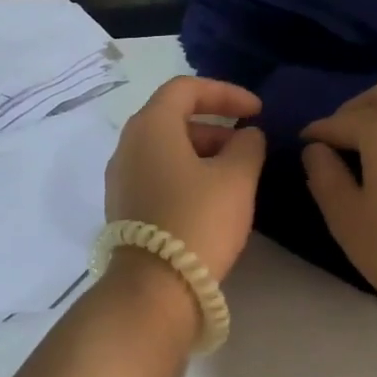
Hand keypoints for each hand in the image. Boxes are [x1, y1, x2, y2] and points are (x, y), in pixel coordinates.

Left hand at [106, 77, 266, 282]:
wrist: (155, 286)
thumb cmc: (198, 221)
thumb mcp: (237, 178)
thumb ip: (248, 145)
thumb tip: (247, 136)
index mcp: (150, 127)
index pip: (185, 89)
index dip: (225, 93)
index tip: (256, 111)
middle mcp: (127, 146)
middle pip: (172, 119)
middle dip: (215, 126)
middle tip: (247, 148)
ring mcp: (120, 179)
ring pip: (164, 150)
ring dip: (201, 153)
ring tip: (234, 176)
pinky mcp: (123, 208)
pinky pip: (156, 175)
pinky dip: (184, 175)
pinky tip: (209, 200)